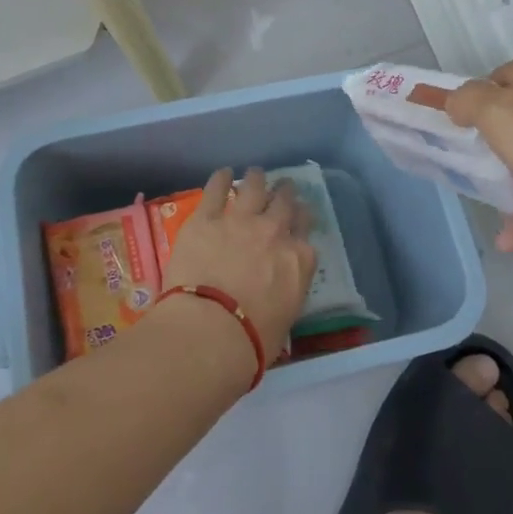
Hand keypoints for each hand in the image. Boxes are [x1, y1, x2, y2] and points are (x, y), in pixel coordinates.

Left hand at [160, 168, 315, 357]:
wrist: (212, 329)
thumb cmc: (252, 340)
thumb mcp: (285, 319)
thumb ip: (284, 296)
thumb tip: (275, 298)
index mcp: (298, 260)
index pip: (306, 232)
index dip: (303, 219)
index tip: (301, 216)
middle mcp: (274, 232)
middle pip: (284, 203)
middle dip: (285, 193)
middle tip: (283, 188)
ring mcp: (240, 221)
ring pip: (254, 188)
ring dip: (256, 180)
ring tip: (255, 174)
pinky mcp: (206, 219)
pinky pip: (216, 190)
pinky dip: (220, 179)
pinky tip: (222, 173)